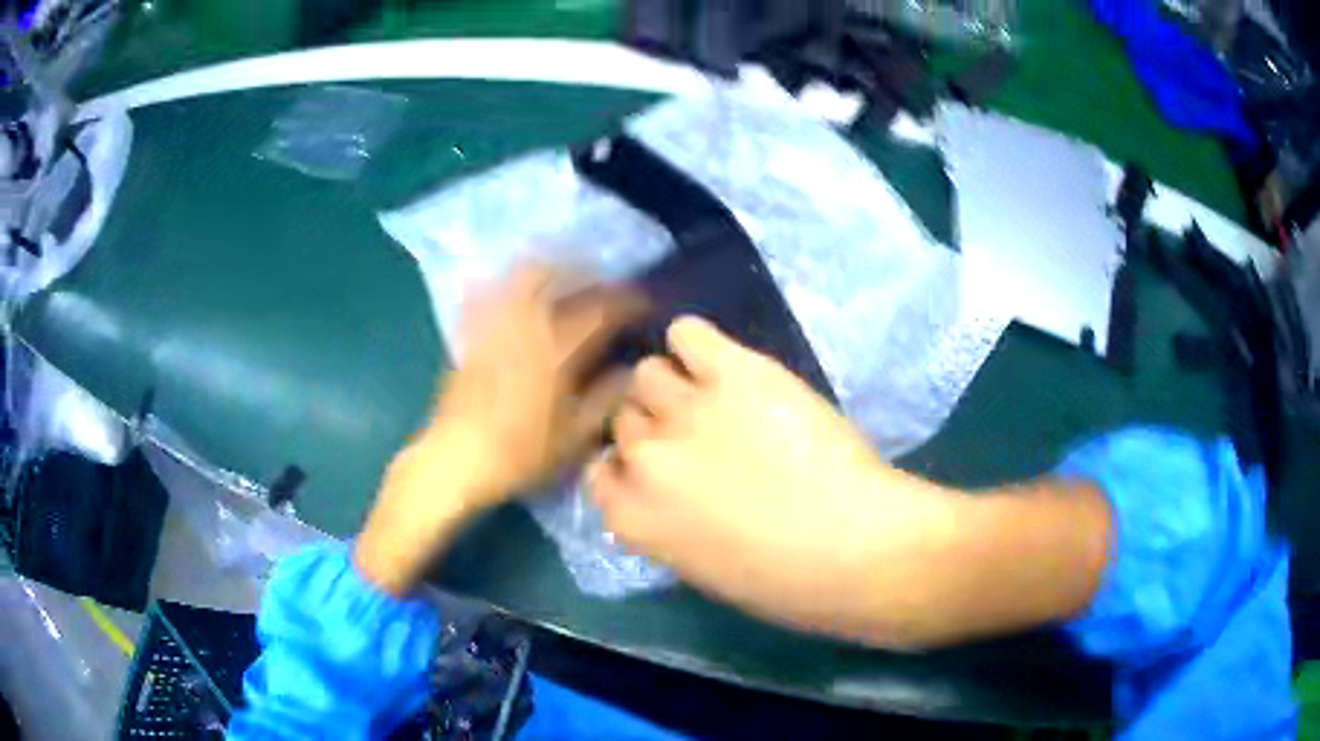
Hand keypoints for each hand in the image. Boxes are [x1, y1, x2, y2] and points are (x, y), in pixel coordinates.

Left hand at [356, 264, 643, 594]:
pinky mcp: (473, 333)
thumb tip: (630, 371)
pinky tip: (519, 291)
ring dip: (551, 269)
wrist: (456, 460)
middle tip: (605, 284)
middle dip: (588, 273)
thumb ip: (606, 398)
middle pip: (561, 277)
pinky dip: (511, 282)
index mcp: (558, 351)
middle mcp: (527, 326)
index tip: (644, 302)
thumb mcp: (574, 437)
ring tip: (567, 278)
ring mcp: (495, 326)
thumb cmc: (519, 454)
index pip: (601, 310)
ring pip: (524, 276)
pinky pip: (492, 292)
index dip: (627, 301)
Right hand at [589, 317, 958, 642]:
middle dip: (654, 425)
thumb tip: (669, 491)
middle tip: (697, 433)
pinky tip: (723, 364)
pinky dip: (696, 343)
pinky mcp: (732, 371)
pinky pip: (687, 332)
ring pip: (647, 372)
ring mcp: (685, 409)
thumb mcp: (701, 567)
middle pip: (623, 417)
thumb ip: (666, 523)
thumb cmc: (785, 582)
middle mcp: (643, 456)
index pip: (601, 470)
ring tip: (712, 396)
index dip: (632, 466)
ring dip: (672, 386)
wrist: (855, 547)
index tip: (662, 469)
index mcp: (631, 516)